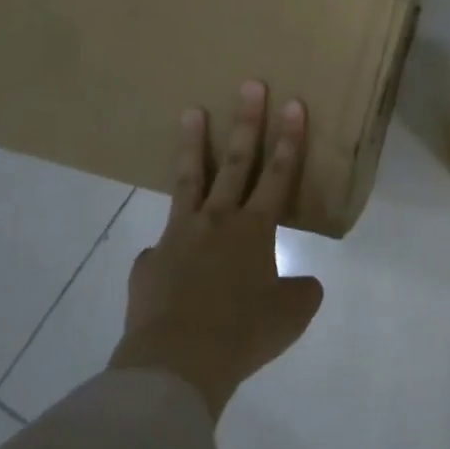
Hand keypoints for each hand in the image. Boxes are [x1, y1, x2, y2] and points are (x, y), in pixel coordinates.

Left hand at [108, 81, 324, 418]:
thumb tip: (300, 283)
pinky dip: (169, 247)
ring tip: (189, 111)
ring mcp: (177, 238)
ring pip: (188, 181)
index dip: (289, 139)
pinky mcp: (148, 263)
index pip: (278, 175)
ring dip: (192, 145)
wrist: (177, 363)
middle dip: (247, 122)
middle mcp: (216, 222)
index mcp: (254, 230)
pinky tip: (166, 260)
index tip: (292, 103)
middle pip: (235, 163)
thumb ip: (300, 292)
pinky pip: (161, 248)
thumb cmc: (243, 334)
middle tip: (249, 84)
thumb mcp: (291, 316)